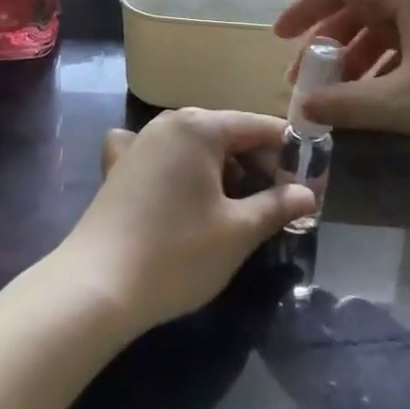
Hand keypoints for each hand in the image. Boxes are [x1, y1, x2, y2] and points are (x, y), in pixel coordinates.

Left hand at [56, 109, 315, 333]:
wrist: (96, 285)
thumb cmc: (177, 253)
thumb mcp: (238, 232)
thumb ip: (277, 205)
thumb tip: (307, 194)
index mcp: (200, 126)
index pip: (258, 126)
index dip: (290, 153)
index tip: (313, 183)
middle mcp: (169, 123)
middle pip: (228, 134)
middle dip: (259, 165)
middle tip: (284, 203)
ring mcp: (141, 142)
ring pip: (198, 148)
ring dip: (226, 172)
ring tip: (246, 209)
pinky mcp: (122, 167)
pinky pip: (167, 159)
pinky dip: (186, 172)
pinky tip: (189, 195)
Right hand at [272, 0, 409, 175]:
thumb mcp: (407, 104)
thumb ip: (348, 104)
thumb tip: (303, 111)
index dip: (305, 10)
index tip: (280, 40)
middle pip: (365, 5)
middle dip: (331, 43)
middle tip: (309, 80)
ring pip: (393, 28)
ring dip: (361, 59)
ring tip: (342, 97)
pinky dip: (393, 67)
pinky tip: (386, 99)